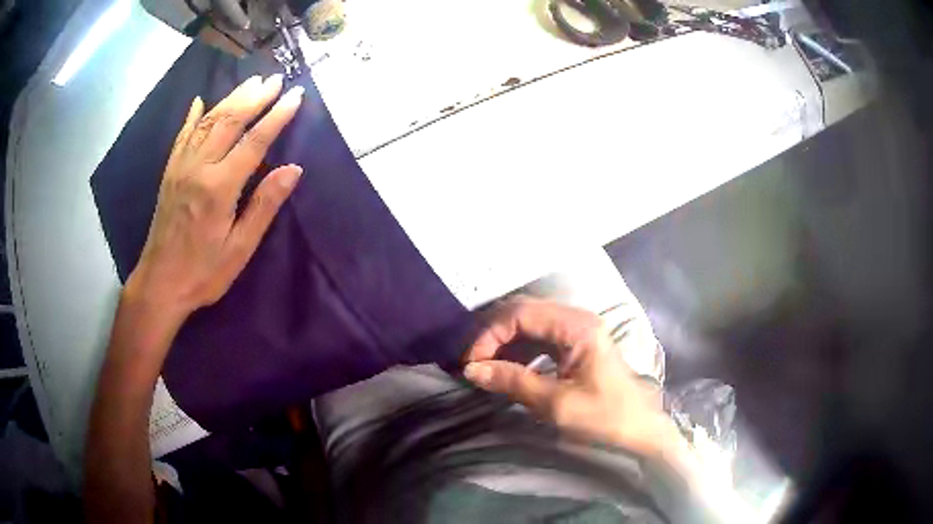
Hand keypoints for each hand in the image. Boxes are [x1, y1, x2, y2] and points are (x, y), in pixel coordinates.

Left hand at [125, 74, 303, 325]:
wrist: (160, 284)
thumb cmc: (203, 273)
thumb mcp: (240, 248)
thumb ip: (264, 205)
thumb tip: (293, 170)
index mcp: (219, 188)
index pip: (254, 142)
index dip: (277, 116)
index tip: (296, 95)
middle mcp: (198, 168)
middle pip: (229, 122)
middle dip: (255, 97)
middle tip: (276, 79)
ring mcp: (181, 167)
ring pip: (207, 122)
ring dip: (231, 99)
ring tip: (251, 83)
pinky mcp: (170, 173)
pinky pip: (182, 136)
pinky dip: (193, 115)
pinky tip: (201, 101)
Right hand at [463, 296, 676, 455]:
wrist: (640, 429)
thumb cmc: (604, 417)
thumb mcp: (556, 404)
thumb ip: (513, 381)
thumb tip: (471, 369)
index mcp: (577, 327)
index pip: (521, 314)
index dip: (490, 334)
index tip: (471, 363)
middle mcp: (577, 319)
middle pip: (524, 312)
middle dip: (494, 335)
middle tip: (474, 363)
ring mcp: (577, 329)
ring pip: (529, 322)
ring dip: (504, 341)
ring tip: (484, 366)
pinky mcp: (576, 343)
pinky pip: (539, 336)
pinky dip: (518, 349)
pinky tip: (506, 367)